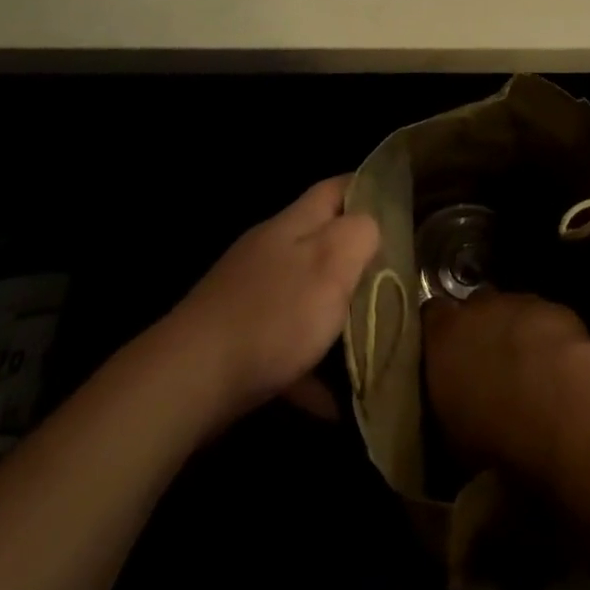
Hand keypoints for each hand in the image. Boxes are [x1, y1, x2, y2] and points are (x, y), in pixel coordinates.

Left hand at [170, 176, 379, 428]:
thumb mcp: (331, 263)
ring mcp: (250, 296)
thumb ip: (360, 234)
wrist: (187, 383)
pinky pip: (286, 347)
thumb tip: (372, 224)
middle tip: (398, 281)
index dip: (370, 189)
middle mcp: (270, 251)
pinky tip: (333, 401)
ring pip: (307, 296)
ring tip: (374, 342)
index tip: (402, 208)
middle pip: (323, 242)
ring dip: (337, 317)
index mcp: (293, 224)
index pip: (337, 188)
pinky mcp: (236, 340)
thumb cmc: (272, 316)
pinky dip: (311, 368)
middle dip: (359, 261)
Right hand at [424, 289, 589, 471]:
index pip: (431, 315)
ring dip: (515, 333)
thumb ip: (446, 407)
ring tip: (526, 370)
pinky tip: (556, 368)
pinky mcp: (555, 308)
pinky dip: (547, 338)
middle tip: (487, 365)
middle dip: (479, 330)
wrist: (554, 402)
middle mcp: (478, 307)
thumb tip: (452, 415)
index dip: (439, 332)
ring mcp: (519, 303)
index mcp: (443, 334)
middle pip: (474, 307)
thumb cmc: (491, 428)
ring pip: (512, 311)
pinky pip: (545, 320)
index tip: (444, 355)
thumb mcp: (452, 435)